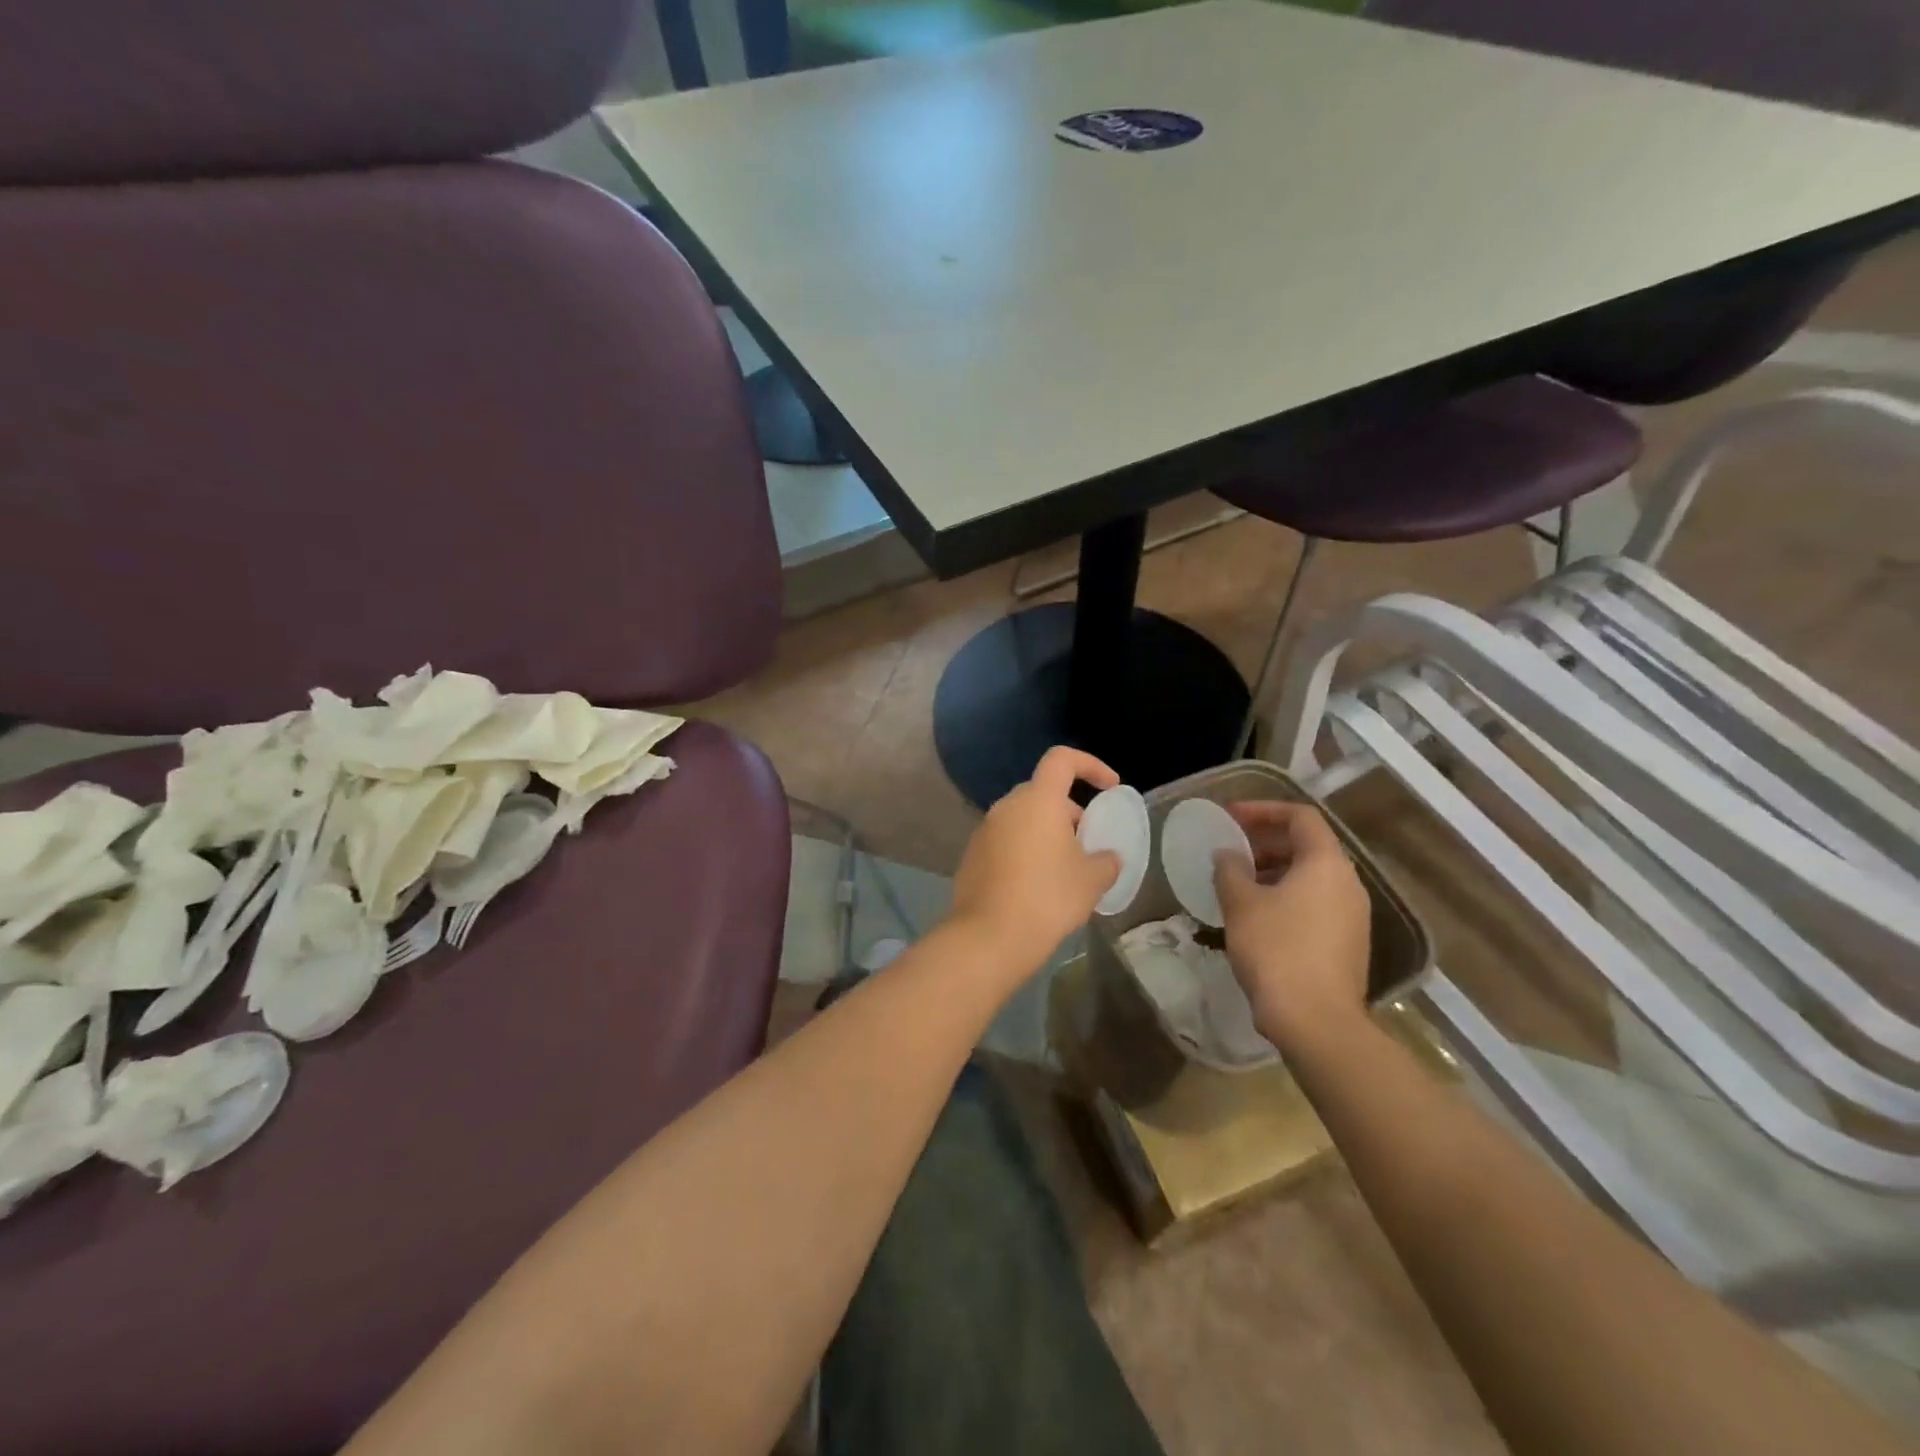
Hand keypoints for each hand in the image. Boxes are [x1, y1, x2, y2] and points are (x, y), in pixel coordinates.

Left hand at [950, 747, 1120, 985]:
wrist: (990, 936)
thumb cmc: (1048, 898)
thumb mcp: (1092, 880)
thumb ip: (1106, 861)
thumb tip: (1107, 858)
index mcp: (1038, 800)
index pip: (1062, 759)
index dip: (1090, 765)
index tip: (1109, 787)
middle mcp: (1007, 806)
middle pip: (1042, 792)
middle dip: (1068, 811)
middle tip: (1087, 841)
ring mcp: (984, 830)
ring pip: (1022, 818)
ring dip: (1045, 832)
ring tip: (1064, 868)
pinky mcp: (972, 855)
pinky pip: (1005, 841)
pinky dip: (1024, 851)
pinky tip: (1035, 885)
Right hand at [1213, 801, 1370, 1047]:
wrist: (1316, 1021)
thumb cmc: (1276, 949)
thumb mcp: (1241, 903)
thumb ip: (1230, 869)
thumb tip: (1227, 854)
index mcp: (1327, 863)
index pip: (1300, 817)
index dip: (1263, 810)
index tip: (1230, 817)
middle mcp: (1348, 883)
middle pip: (1308, 845)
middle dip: (1266, 841)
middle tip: (1231, 849)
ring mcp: (1352, 915)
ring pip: (1311, 877)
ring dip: (1273, 870)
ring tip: (1238, 882)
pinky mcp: (1347, 942)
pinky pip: (1315, 903)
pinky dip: (1286, 896)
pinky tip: (1257, 915)